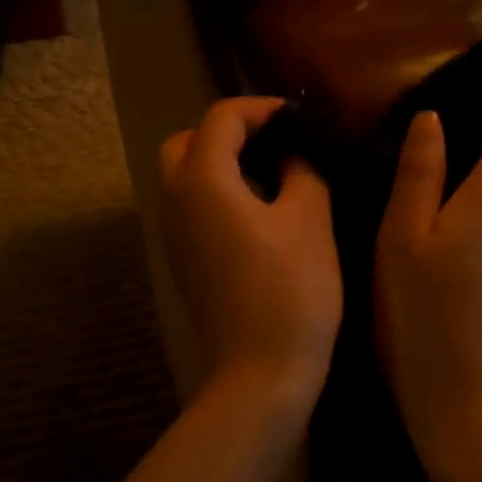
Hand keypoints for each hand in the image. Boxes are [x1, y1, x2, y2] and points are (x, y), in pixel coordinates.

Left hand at [159, 98, 342, 411]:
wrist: (260, 372)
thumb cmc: (291, 290)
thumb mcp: (310, 219)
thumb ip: (301, 170)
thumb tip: (292, 154)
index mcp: (202, 179)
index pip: (221, 118)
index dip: (261, 109)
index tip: (298, 120)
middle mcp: (174, 199)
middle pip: (186, 141)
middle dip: (227, 131)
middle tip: (273, 143)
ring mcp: (171, 233)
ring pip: (182, 174)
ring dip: (218, 161)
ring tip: (269, 172)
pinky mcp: (180, 259)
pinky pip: (188, 205)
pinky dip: (213, 191)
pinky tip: (255, 210)